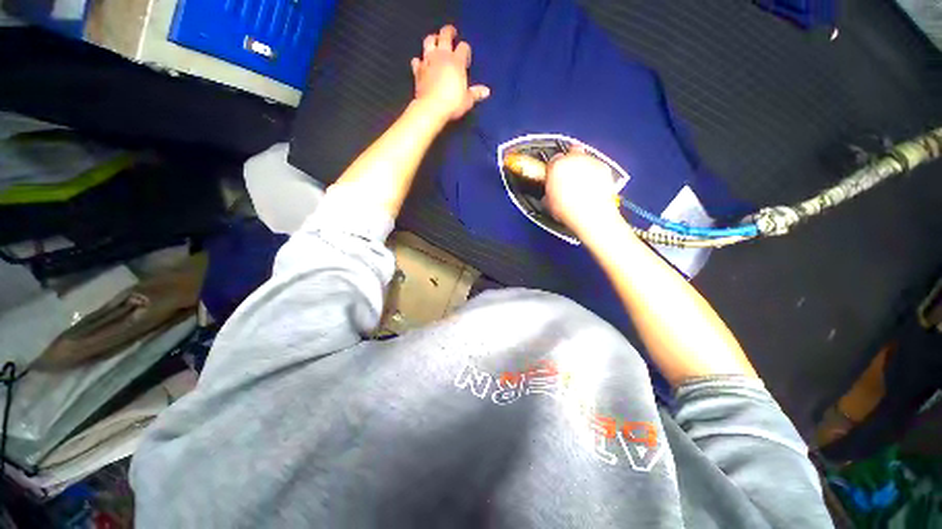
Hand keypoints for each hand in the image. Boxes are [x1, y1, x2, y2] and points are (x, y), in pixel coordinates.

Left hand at [411, 25, 489, 121]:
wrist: (431, 108)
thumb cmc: (453, 104)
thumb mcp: (467, 100)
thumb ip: (476, 93)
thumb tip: (486, 91)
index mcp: (457, 61)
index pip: (463, 47)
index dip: (466, 51)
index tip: (466, 60)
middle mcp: (442, 56)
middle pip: (445, 35)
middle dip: (449, 32)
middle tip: (452, 33)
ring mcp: (428, 61)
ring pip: (429, 41)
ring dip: (432, 39)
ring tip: (435, 41)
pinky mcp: (418, 70)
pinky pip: (417, 60)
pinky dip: (419, 61)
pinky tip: (421, 63)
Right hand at [544, 147, 621, 234]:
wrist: (591, 215)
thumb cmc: (570, 210)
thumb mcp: (549, 203)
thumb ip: (548, 192)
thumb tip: (548, 195)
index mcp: (556, 166)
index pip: (552, 161)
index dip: (552, 170)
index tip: (553, 176)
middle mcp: (574, 159)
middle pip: (570, 154)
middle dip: (568, 163)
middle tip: (567, 177)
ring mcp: (590, 162)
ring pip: (584, 159)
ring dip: (581, 168)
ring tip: (580, 184)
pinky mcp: (604, 168)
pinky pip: (597, 167)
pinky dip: (594, 174)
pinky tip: (591, 186)